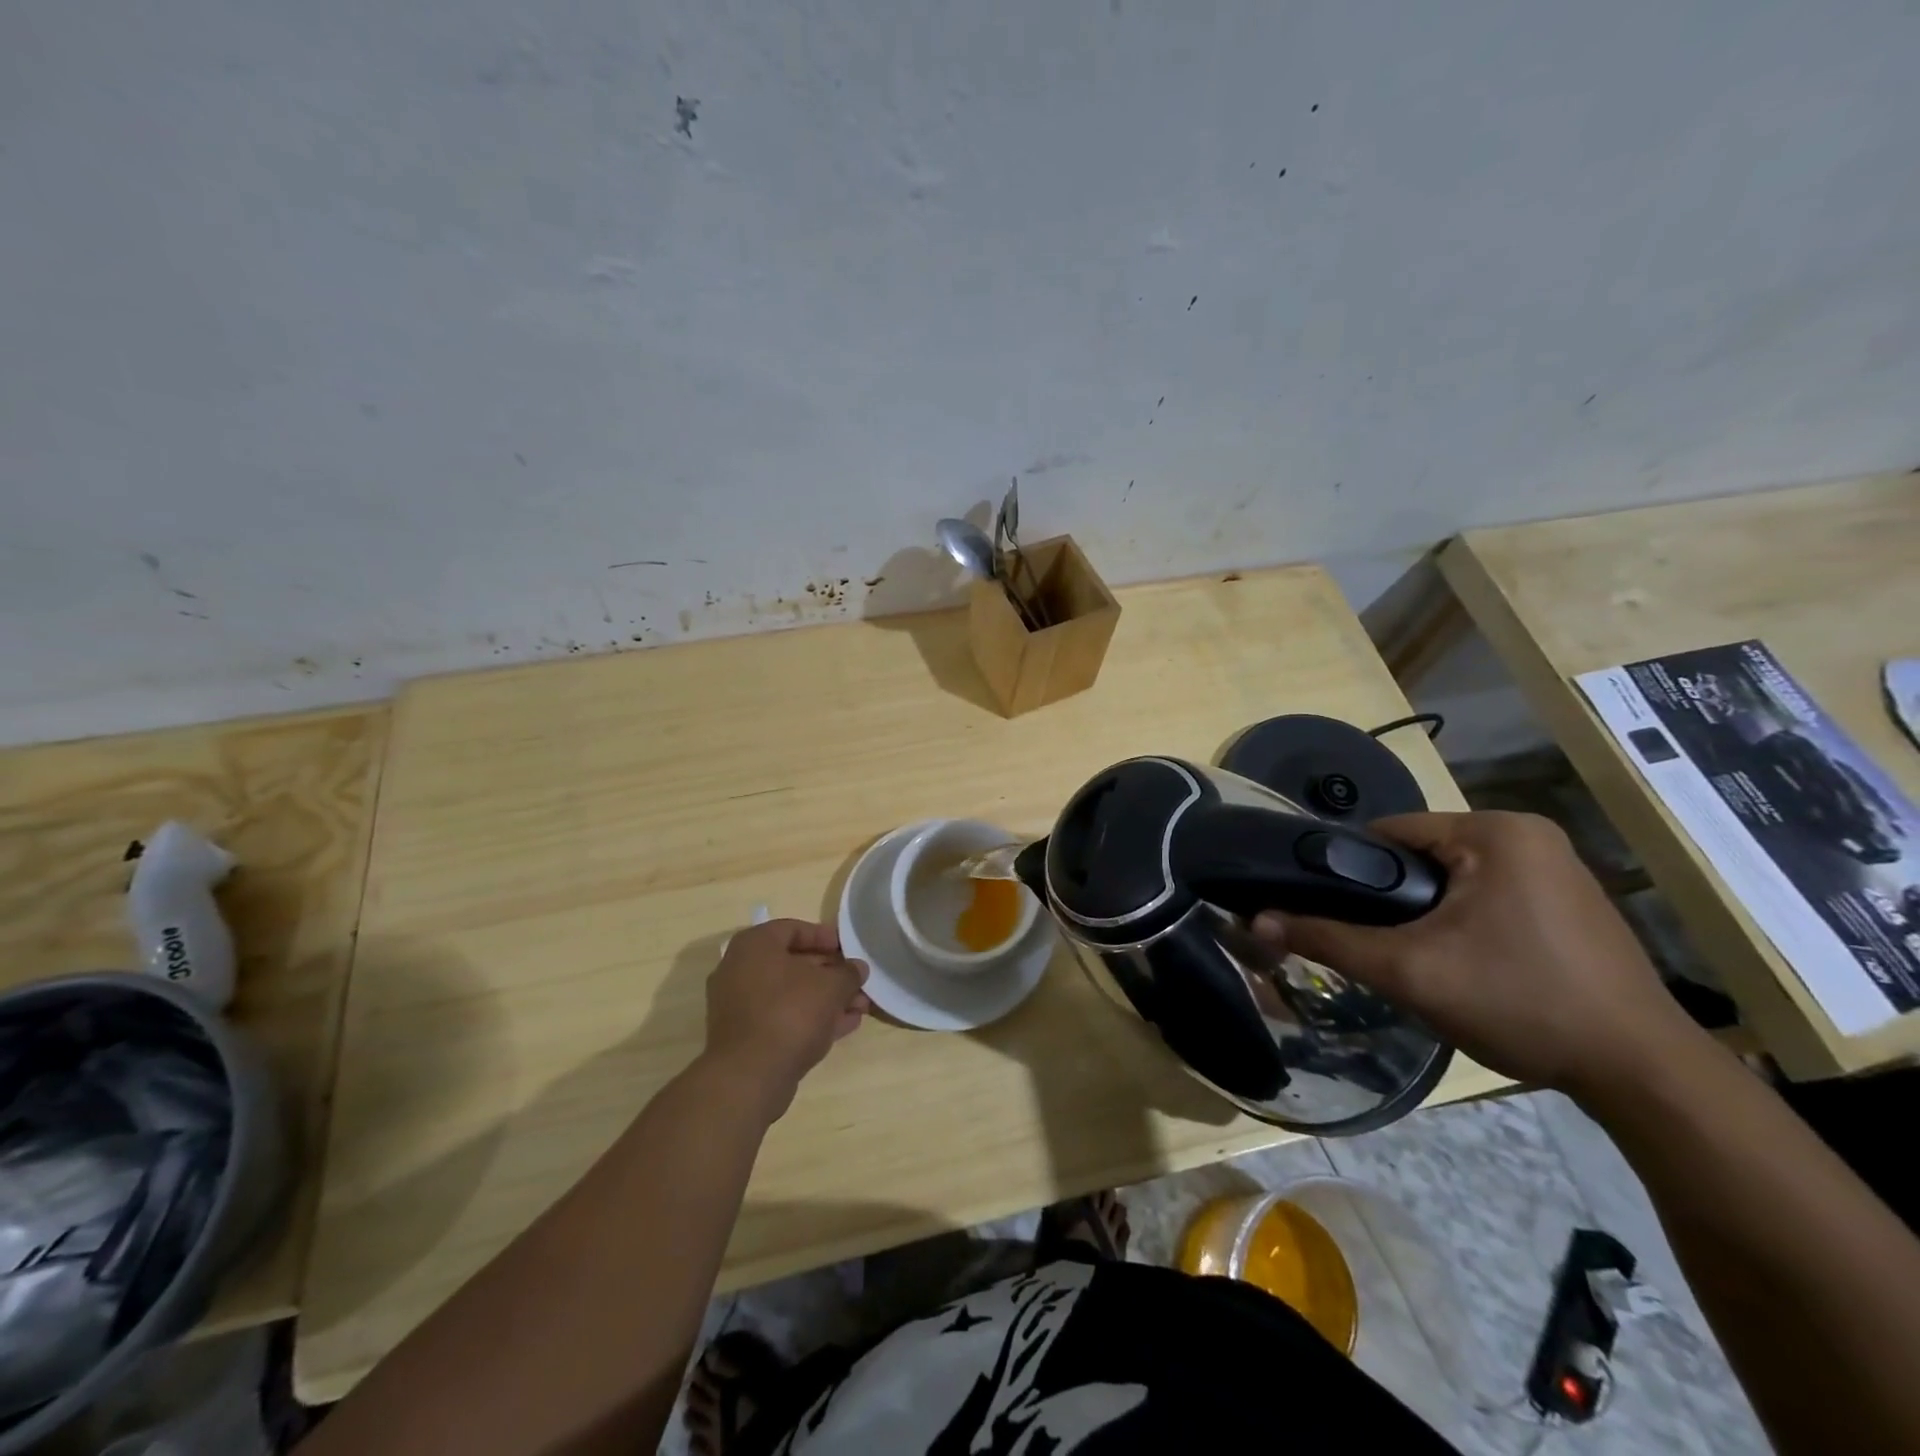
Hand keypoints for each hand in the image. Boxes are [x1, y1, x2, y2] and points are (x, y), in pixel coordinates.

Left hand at [703, 919, 870, 1120]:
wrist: (750, 1076)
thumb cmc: (790, 1013)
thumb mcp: (831, 986)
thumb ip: (848, 972)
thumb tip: (857, 968)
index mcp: (754, 946)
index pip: (793, 929)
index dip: (825, 937)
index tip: (848, 949)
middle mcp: (740, 970)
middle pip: (793, 963)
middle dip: (831, 973)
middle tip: (858, 981)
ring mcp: (739, 1005)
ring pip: (790, 994)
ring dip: (826, 998)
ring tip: (860, 1007)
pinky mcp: (745, 1036)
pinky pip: (782, 1017)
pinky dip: (810, 1018)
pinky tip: (844, 1026)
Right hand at [1251, 811, 1702, 1093]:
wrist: (1643, 1074)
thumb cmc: (1521, 1002)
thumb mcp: (1409, 971)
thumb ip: (1329, 939)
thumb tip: (1257, 920)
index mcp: (1495, 831)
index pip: (1390, 832)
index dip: (1351, 871)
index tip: (1332, 911)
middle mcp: (1529, 835)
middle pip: (1422, 856)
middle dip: (1393, 899)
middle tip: (1378, 946)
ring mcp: (1558, 868)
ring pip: (1454, 878)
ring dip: (1427, 912)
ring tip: (1416, 959)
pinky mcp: (1572, 902)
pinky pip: (1490, 895)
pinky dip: (1465, 921)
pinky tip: (1466, 965)